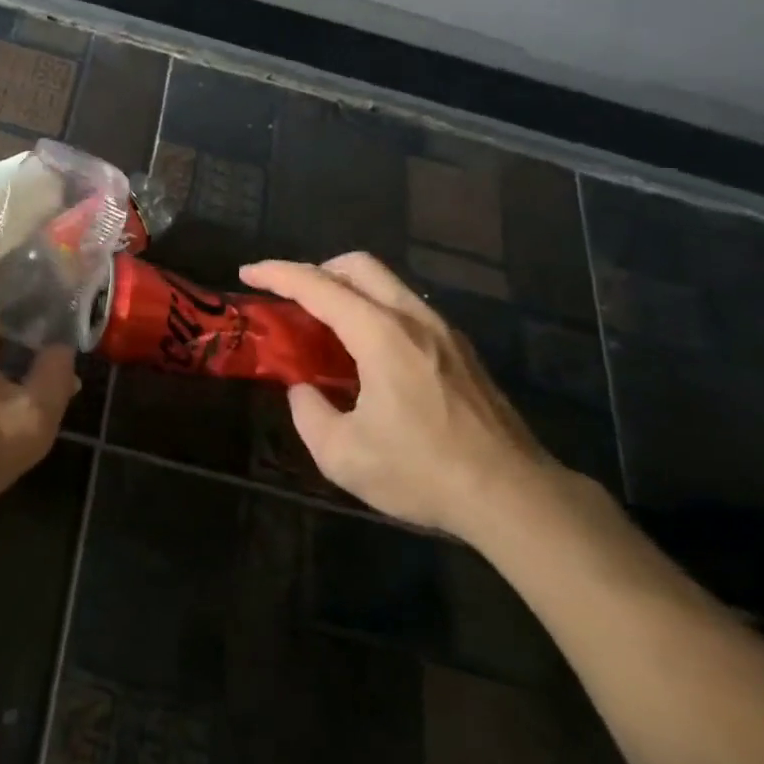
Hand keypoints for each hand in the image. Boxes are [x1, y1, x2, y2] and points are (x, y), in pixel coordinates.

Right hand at [239, 252, 558, 540]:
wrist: (516, 497)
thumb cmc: (424, 472)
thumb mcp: (343, 455)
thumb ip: (308, 413)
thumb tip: (303, 391)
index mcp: (381, 335)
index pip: (318, 286)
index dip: (277, 275)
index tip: (247, 274)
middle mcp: (414, 319)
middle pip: (358, 266)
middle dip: (316, 269)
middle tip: (292, 298)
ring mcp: (444, 332)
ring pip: (387, 284)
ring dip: (348, 290)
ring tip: (326, 328)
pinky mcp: (462, 352)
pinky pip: (407, 309)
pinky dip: (375, 311)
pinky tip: (368, 355)